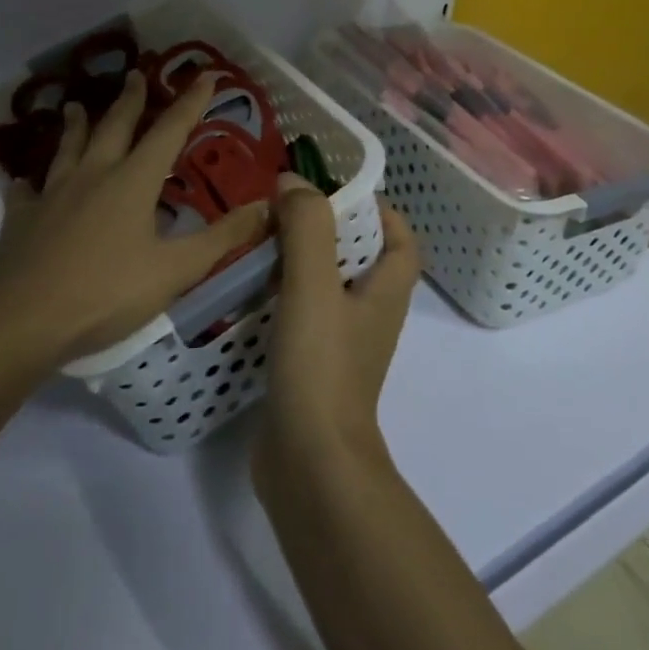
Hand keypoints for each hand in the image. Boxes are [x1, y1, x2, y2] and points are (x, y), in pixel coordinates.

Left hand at [0, 70, 270, 378]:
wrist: (20, 322)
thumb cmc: (105, 293)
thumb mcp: (174, 271)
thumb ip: (222, 238)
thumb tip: (267, 206)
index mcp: (133, 181)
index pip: (169, 131)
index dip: (190, 102)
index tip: (205, 76)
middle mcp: (93, 175)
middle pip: (116, 126)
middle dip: (132, 99)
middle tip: (137, 73)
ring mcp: (52, 193)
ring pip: (69, 147)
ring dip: (77, 124)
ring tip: (77, 105)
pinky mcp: (21, 217)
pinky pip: (25, 190)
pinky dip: (28, 179)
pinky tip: (22, 178)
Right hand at [254, 178, 420, 489]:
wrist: (309, 466)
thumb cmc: (321, 367)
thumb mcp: (313, 285)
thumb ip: (307, 228)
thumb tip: (293, 183)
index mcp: (385, 292)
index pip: (400, 240)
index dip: (379, 211)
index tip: (337, 192)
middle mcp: (370, 316)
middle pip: (359, 259)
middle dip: (328, 230)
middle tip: (285, 211)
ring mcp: (341, 345)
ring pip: (327, 288)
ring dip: (300, 261)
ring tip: (260, 241)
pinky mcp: (312, 368)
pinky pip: (302, 316)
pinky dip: (282, 297)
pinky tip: (248, 291)